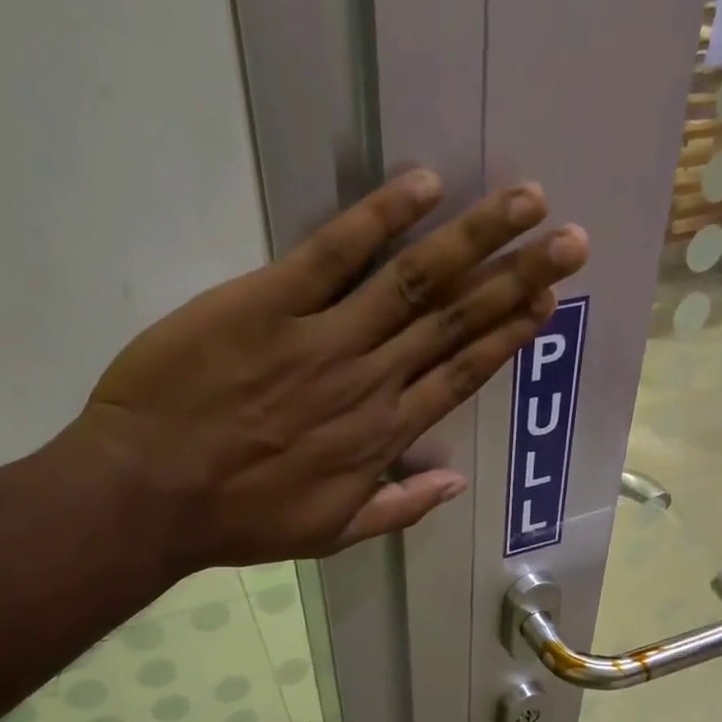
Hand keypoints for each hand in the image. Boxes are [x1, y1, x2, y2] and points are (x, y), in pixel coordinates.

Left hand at [67, 170, 587, 569]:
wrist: (150, 493)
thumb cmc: (240, 519)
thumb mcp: (331, 534)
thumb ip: (399, 507)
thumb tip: (456, 484)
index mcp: (383, 435)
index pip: (461, 375)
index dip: (508, 337)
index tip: (547, 303)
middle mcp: (370, 381)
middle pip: (457, 321)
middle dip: (518, 278)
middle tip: (571, 240)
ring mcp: (323, 338)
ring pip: (416, 281)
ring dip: (476, 238)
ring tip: (527, 204)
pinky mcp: (268, 303)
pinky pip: (334, 253)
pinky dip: (380, 218)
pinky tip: (424, 186)